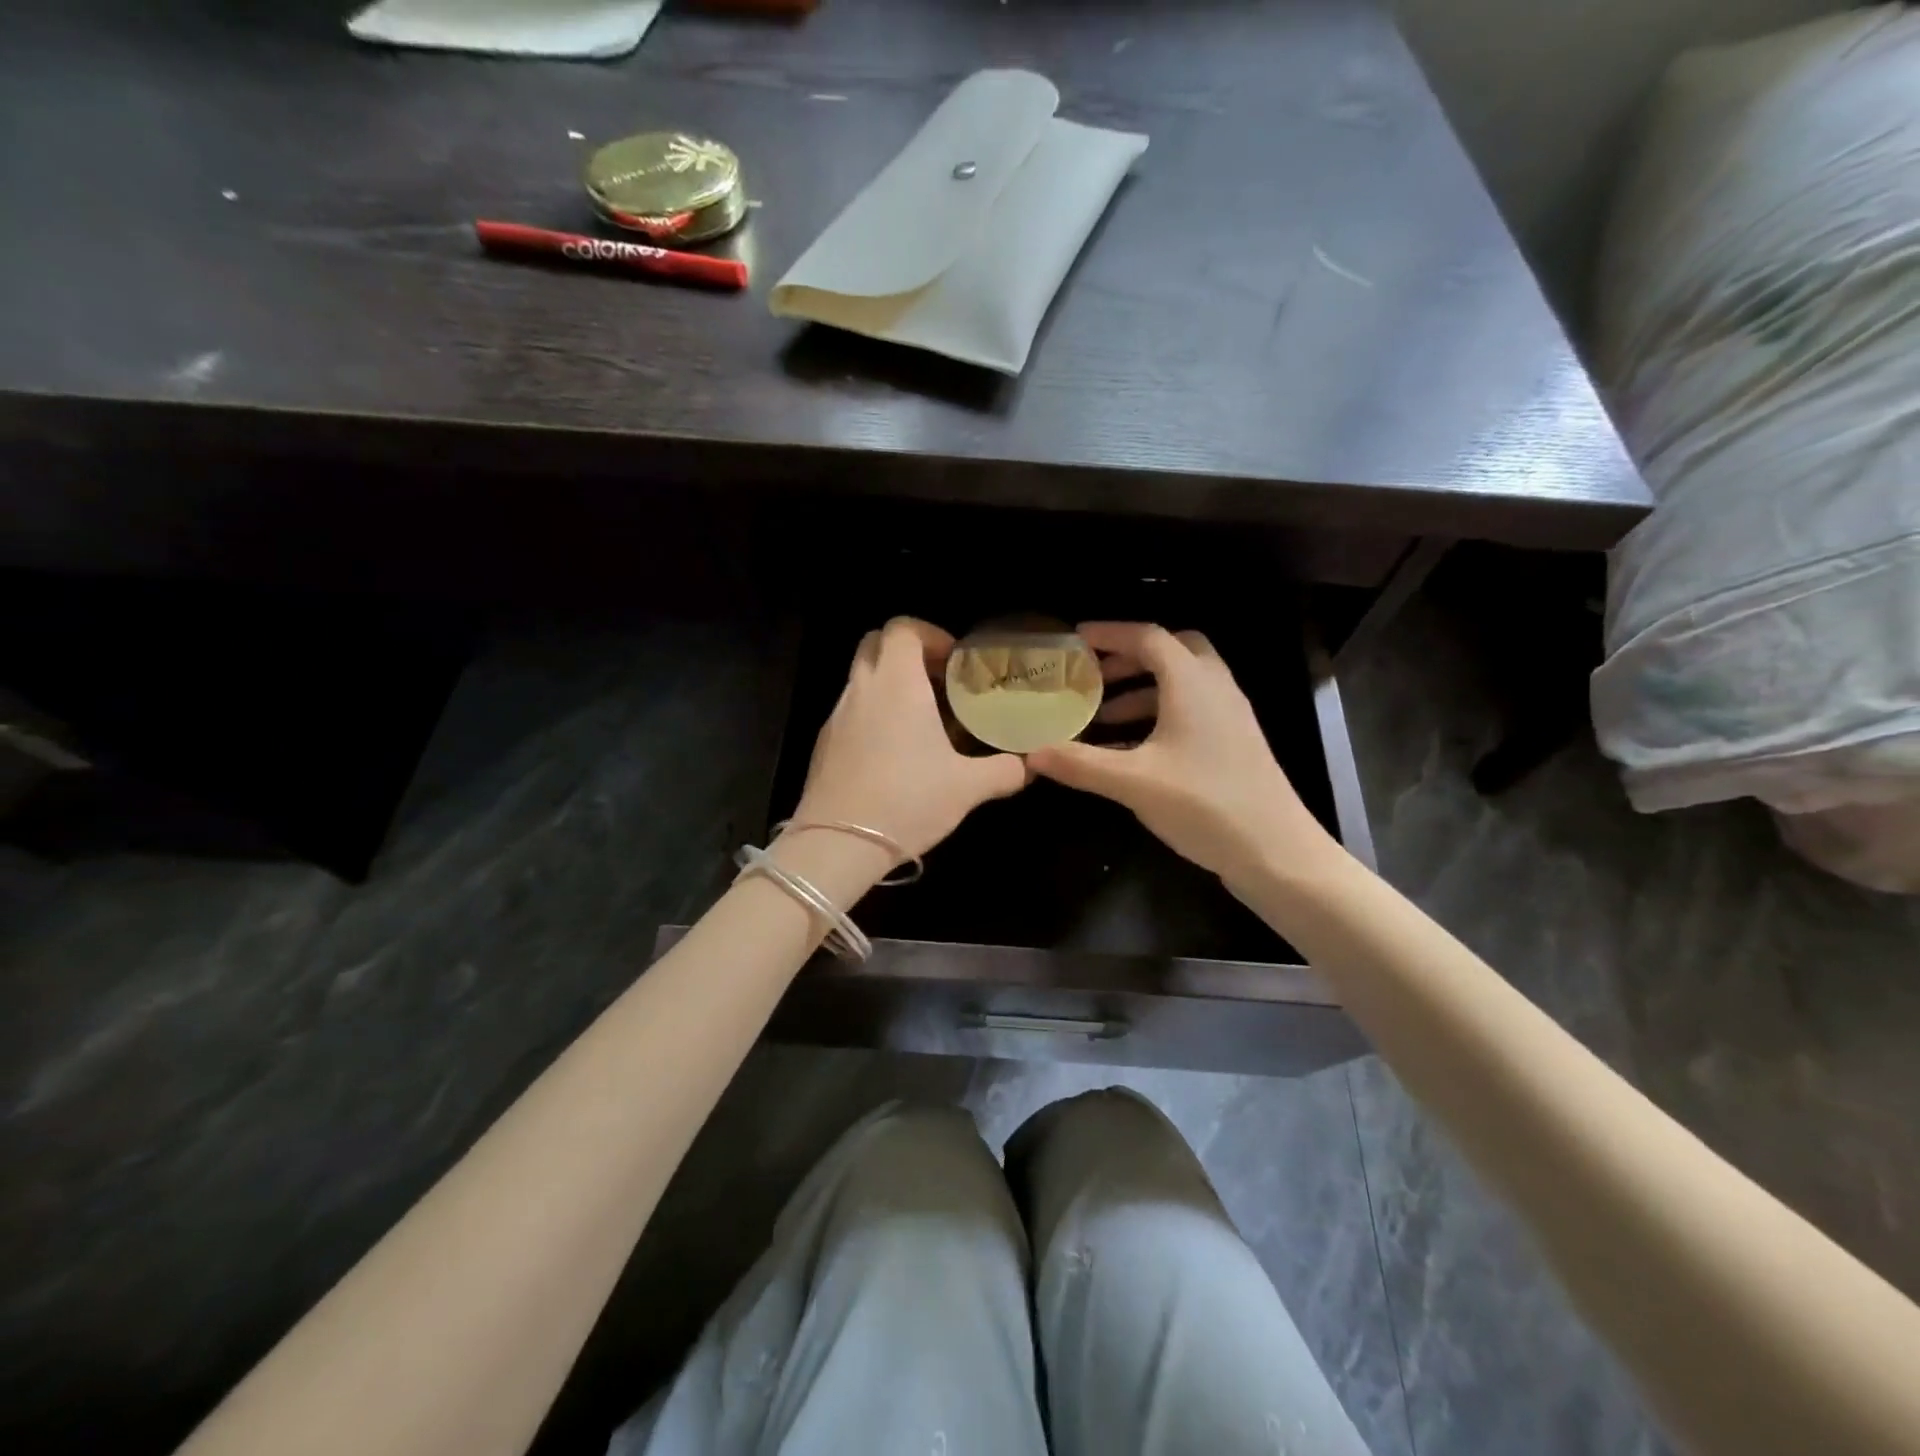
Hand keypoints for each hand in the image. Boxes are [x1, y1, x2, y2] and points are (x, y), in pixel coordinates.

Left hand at [793, 617, 1028, 863]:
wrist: (838, 844)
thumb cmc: (908, 801)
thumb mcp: (967, 788)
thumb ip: (1003, 771)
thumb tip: (1027, 766)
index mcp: (897, 683)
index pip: (903, 627)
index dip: (931, 634)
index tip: (954, 661)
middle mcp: (862, 689)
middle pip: (876, 643)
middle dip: (907, 652)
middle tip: (938, 681)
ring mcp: (837, 715)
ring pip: (861, 678)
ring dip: (890, 685)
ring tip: (922, 719)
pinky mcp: (824, 743)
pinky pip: (851, 711)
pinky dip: (873, 714)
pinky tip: (895, 753)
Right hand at [1028, 622, 1340, 891]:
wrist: (1276, 850)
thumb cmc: (1205, 804)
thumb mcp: (1133, 783)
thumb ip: (1080, 764)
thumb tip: (1031, 754)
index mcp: (1192, 683)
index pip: (1148, 637)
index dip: (1110, 633)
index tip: (1076, 639)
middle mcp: (1215, 687)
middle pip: (1173, 649)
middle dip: (1131, 656)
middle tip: (1095, 674)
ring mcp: (1230, 715)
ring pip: (1184, 681)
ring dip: (1143, 688)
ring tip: (1104, 715)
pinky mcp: (1235, 741)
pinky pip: (1193, 708)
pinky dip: (1160, 712)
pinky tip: (1134, 748)